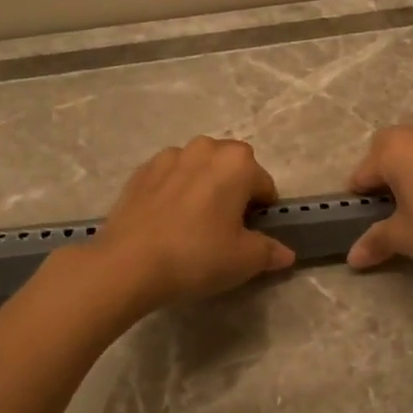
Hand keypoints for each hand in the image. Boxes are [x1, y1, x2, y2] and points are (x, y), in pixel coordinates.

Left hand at [90, 137, 295, 310]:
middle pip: (232, 168)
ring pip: (199, 168)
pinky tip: (166, 221)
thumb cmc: (197, 256)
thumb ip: (270, 252)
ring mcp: (169, 156)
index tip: (250, 235)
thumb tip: (284, 254)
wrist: (128, 264)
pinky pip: (170, 177)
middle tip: (225, 228)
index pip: (264, 185)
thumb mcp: (244, 260)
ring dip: (203, 186)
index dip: (262, 212)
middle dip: (233, 191)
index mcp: (237, 163)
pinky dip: (174, 191)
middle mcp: (205, 148)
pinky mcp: (141, 171)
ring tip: (193, 223)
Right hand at [344, 124, 412, 274]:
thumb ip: (376, 241)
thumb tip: (353, 257)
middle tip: (390, 207)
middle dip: (383, 172)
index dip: (360, 198)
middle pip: (388, 148)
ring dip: (411, 167)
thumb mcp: (405, 238)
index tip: (366, 221)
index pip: (362, 172)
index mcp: (395, 149)